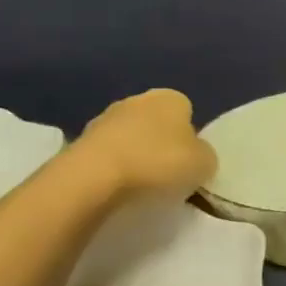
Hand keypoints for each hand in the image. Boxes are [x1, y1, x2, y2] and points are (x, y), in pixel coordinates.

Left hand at [69, 89, 216, 198]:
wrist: (94, 176)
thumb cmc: (158, 162)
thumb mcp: (204, 163)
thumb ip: (205, 155)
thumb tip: (196, 155)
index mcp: (171, 98)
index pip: (187, 112)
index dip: (190, 137)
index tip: (188, 161)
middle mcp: (138, 99)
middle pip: (156, 122)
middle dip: (161, 143)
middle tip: (166, 174)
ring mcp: (105, 117)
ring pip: (130, 136)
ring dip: (134, 154)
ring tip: (139, 185)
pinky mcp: (80, 140)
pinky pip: (107, 153)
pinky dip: (113, 166)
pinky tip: (116, 187)